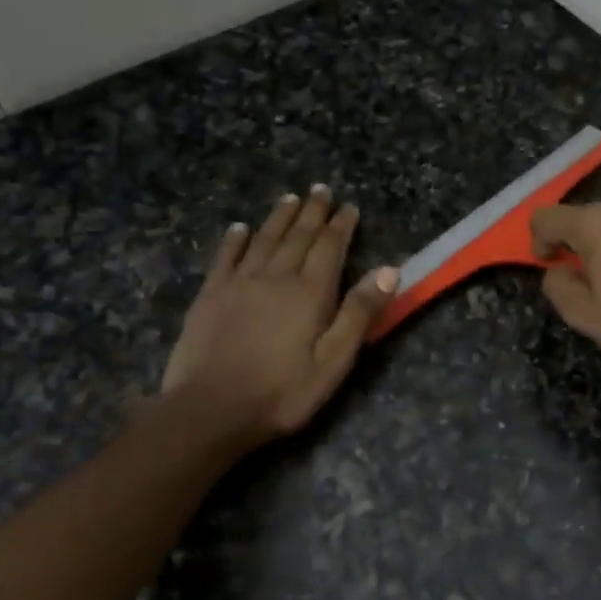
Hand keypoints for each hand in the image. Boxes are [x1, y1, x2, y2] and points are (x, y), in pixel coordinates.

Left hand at [160, 186, 397, 451]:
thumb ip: (359, 314)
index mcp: (310, 292)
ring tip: (290, 198)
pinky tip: (240, 228)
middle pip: (298, 236)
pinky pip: (226, 257)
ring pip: (264, 239)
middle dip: (312, 212)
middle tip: (320, 190)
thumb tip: (389, 270)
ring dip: (279, 217)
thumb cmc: (282, 392)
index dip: (341, 226)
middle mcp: (276, 277)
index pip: (330, 248)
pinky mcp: (211, 295)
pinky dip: (235, 239)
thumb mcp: (334, 362)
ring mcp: (239, 283)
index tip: (349, 207)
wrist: (211, 409)